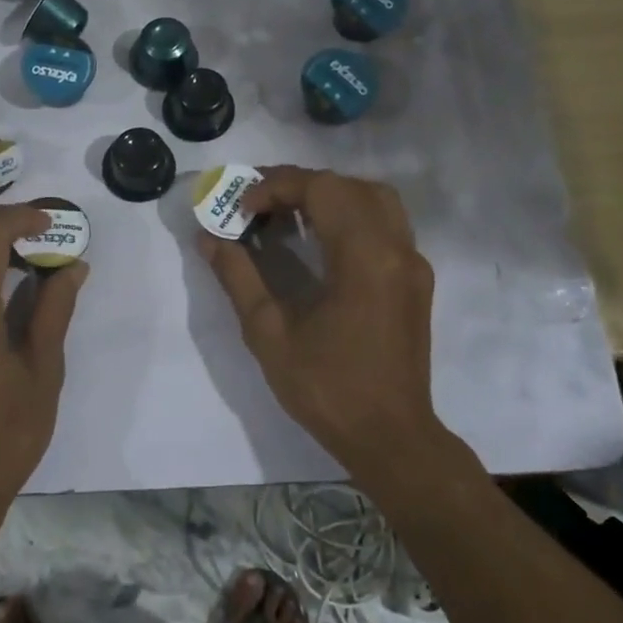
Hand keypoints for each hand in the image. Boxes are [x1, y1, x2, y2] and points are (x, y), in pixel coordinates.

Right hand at [198, 166, 443, 476]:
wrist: (389, 436)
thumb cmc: (325, 388)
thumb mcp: (268, 333)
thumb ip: (237, 276)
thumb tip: (208, 237)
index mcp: (364, 258)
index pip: (322, 188)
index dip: (276, 187)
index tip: (241, 209)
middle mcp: (396, 249)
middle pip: (349, 186)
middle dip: (298, 185)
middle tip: (257, 205)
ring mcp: (412, 263)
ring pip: (373, 199)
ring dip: (328, 195)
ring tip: (286, 217)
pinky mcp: (415, 280)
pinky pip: (384, 225)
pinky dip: (348, 215)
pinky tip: (317, 242)